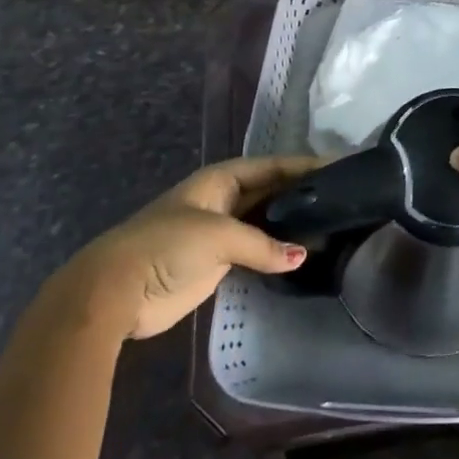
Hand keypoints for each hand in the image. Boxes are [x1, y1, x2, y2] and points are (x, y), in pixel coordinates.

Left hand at [63, 156, 321, 338]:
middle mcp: (224, 200)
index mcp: (221, 180)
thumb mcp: (218, 236)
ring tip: (332, 224)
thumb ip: (263, 245)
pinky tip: (302, 255)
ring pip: (266, 221)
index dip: (305, 165)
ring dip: (292, 224)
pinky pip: (256, 251)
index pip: (273, 166)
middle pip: (271, 191)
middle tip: (343, 197)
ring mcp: (220, 232)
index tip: (341, 166)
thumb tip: (302, 256)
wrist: (115, 292)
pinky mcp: (217, 263)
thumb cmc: (165, 246)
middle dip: (302, 193)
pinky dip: (277, 251)